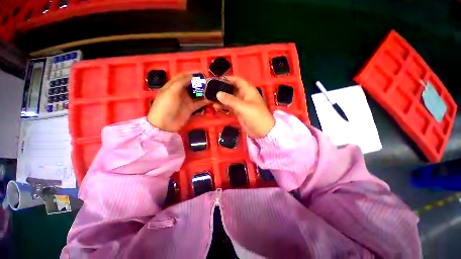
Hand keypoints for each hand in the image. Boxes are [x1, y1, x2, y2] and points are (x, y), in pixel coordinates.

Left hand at [147, 73, 209, 131]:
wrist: (165, 124)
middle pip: (191, 85)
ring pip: (196, 93)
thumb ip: (181, 82)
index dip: (191, 74)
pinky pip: (199, 103)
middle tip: (209, 81)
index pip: (182, 76)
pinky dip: (205, 101)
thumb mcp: (171, 91)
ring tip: (212, 89)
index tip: (200, 73)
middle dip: (199, 82)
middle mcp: (180, 92)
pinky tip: (211, 99)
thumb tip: (192, 76)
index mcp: (173, 86)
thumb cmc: (166, 105)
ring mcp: (186, 100)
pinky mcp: (191, 108)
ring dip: (203, 91)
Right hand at [215, 77, 274, 138]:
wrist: (262, 131)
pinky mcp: (239, 112)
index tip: (216, 80)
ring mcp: (241, 104)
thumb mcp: (243, 107)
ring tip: (210, 100)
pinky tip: (216, 107)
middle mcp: (244, 95)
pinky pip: (230, 107)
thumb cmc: (255, 116)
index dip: (227, 79)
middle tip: (210, 91)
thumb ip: (230, 100)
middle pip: (232, 90)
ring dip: (221, 99)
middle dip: (222, 90)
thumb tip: (218, 93)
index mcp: (248, 90)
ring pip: (230, 99)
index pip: (237, 81)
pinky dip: (224, 106)